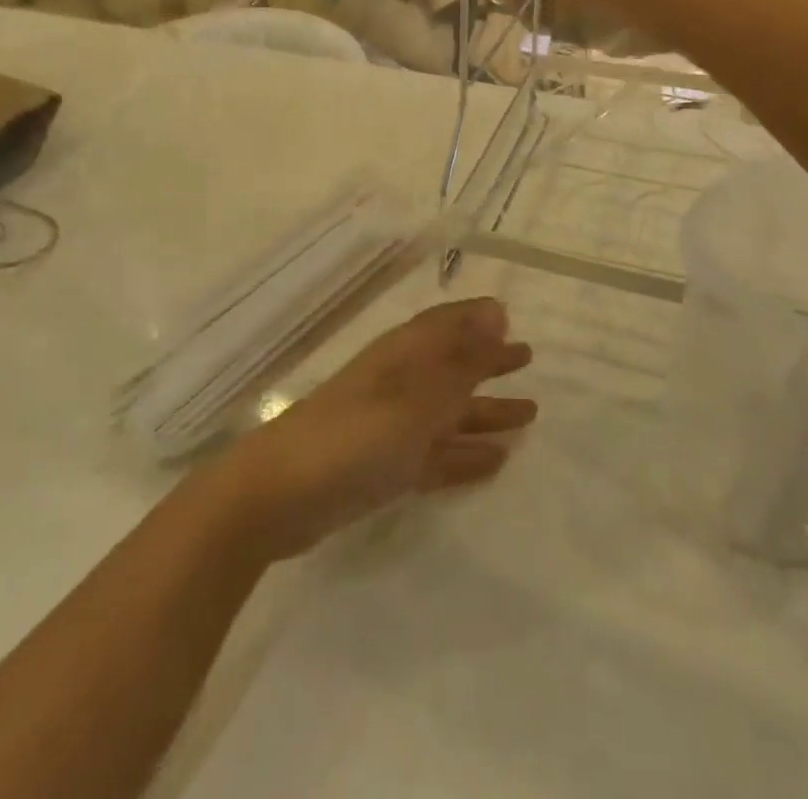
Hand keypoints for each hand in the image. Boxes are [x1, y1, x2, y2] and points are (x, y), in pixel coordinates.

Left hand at [211, 298, 534, 560]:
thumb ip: (460, 361)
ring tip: (529, 415)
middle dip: (487, 363)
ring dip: (484, 412)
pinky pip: (436, 455)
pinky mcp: (384, 468)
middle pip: (451, 368)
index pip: (446, 325)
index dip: (477, 320)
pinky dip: (464, 455)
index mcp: (402, 357)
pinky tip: (496, 462)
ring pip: (447, 413)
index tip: (511, 317)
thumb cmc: (353, 436)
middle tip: (527, 360)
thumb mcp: (415, 398)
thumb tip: (497, 310)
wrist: (279, 496)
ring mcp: (390, 428)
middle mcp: (398, 385)